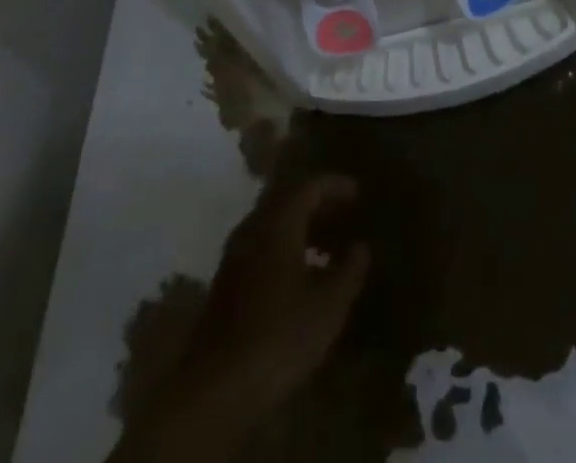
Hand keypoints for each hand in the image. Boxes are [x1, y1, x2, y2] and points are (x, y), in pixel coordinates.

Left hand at [178, 174, 370, 413]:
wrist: (214, 390)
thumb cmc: (279, 337)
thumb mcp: (328, 306)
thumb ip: (349, 270)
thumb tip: (360, 247)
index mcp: (278, 222)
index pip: (309, 186)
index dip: (335, 185)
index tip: (357, 191)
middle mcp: (253, 229)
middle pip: (287, 200)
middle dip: (317, 203)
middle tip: (344, 213)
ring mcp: (234, 256)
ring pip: (272, 224)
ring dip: (300, 227)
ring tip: (327, 244)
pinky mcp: (225, 284)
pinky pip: (261, 247)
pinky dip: (285, 246)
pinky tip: (300, 274)